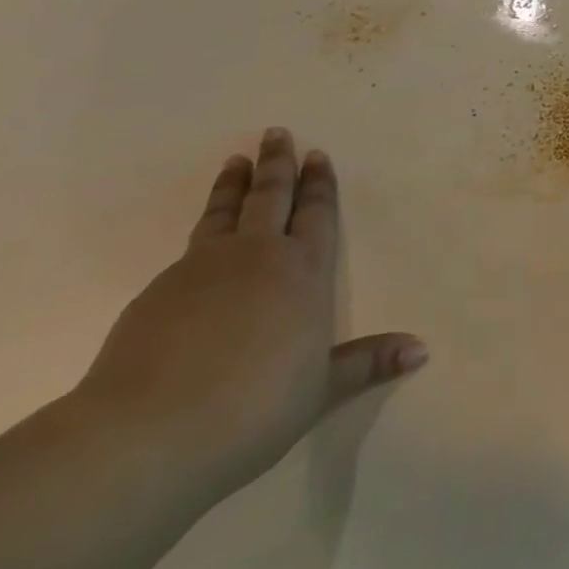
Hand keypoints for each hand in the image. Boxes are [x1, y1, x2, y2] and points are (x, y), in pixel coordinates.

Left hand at [73, 129, 425, 498]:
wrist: (147, 435)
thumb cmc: (253, 409)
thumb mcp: (320, 390)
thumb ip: (367, 363)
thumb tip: (421, 349)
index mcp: (302, 272)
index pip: (316, 215)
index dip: (319, 185)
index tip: (316, 154)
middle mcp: (257, 257)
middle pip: (271, 197)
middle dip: (277, 164)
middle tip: (277, 133)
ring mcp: (203, 269)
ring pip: (224, 212)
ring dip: (233, 184)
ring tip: (235, 160)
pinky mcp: (157, 291)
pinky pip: (189, 249)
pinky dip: (201, 232)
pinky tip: (198, 247)